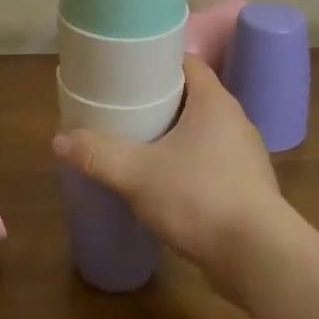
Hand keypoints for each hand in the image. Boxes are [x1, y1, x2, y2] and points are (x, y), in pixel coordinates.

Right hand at [52, 55, 291, 296]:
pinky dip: (189, 166)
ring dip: (175, 136)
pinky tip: (166, 184)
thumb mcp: (137, 174)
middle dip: (160, 101)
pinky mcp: (247, 189)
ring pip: (203, 133)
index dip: (158, 61)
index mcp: (214, 102)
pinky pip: (212, 163)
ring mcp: (245, 156)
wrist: (258, 258)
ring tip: (140, 144)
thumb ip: (98, 155)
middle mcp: (235, 121)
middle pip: (193, 97)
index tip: (128, 69)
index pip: (187, 63)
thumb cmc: (199, 197)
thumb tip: (59, 140)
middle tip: (124, 107)